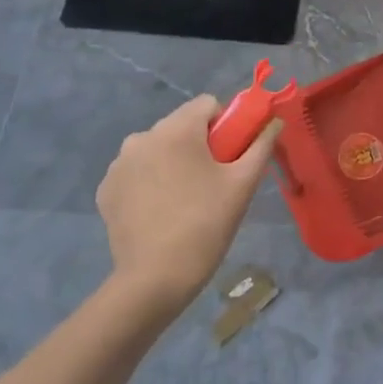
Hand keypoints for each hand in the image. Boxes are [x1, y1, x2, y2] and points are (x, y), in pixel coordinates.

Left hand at [95, 95, 280, 311]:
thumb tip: (275, 123)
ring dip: (173, 160)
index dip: (226, 123)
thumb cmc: (206, 224)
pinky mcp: (107, 189)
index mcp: (176, 130)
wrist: (155, 279)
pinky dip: (151, 180)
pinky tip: (161, 210)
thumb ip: (262, 145)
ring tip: (185, 198)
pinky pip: (137, 170)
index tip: (232, 155)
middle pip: (181, 125)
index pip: (207, 104)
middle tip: (213, 180)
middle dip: (200, 143)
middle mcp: (142, 137)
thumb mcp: (243, 183)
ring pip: (158, 147)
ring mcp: (119, 164)